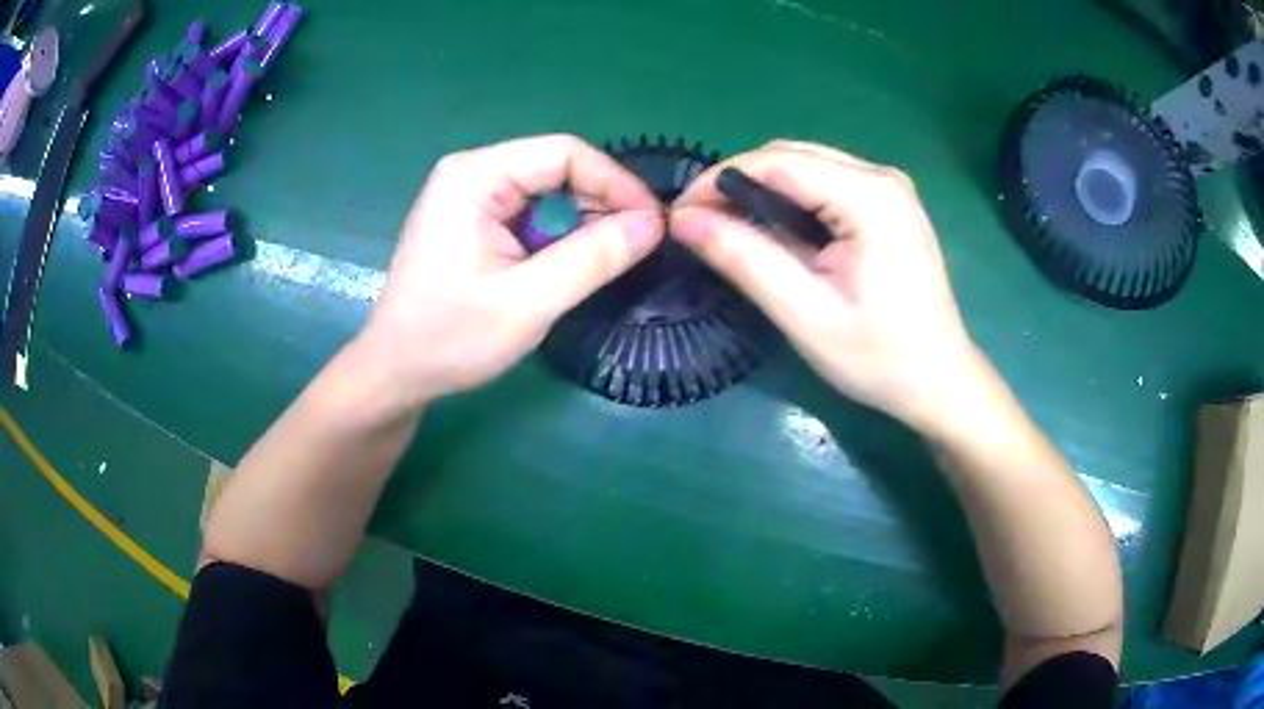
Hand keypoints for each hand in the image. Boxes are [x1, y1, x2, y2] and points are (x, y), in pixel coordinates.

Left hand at [359, 134, 663, 406]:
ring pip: (550, 190)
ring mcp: (472, 194)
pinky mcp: (476, 218)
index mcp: (474, 177)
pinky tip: (574, 263)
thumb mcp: (528, 302)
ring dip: (585, 221)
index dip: (616, 183)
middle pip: (558, 167)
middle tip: (639, 247)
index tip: (653, 225)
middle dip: (603, 203)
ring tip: (611, 259)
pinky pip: (533, 211)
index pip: (564, 153)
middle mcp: (473, 172)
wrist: (396, 372)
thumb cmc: (450, 339)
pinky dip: (562, 234)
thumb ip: (593, 258)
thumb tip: (655, 224)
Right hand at [670, 140, 984, 434]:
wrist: (940, 381)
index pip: (776, 162)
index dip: (719, 179)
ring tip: (731, 231)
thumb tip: (684, 219)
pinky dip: (792, 202)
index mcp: (870, 196)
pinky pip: (827, 185)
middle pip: (791, 157)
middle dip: (739, 183)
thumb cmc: (879, 357)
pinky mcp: (889, 205)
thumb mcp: (805, 313)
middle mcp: (882, 177)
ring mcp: (890, 189)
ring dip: (763, 192)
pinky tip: (778, 234)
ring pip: (806, 168)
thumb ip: (744, 259)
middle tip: (701, 225)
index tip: (681, 214)